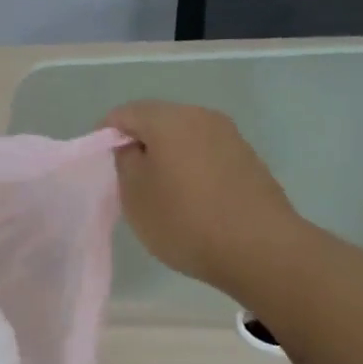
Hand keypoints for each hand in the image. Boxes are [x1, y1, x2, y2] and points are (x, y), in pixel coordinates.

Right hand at [104, 101, 305, 296]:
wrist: (261, 249)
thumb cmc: (185, 220)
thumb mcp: (135, 194)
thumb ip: (125, 161)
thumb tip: (132, 146)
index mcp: (169, 119)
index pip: (124, 113)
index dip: (105, 136)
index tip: (101, 165)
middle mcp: (202, 117)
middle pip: (157, 121)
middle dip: (138, 144)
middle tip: (127, 180)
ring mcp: (230, 137)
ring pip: (184, 138)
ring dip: (166, 157)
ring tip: (159, 193)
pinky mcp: (248, 160)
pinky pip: (206, 155)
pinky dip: (191, 169)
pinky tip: (190, 200)